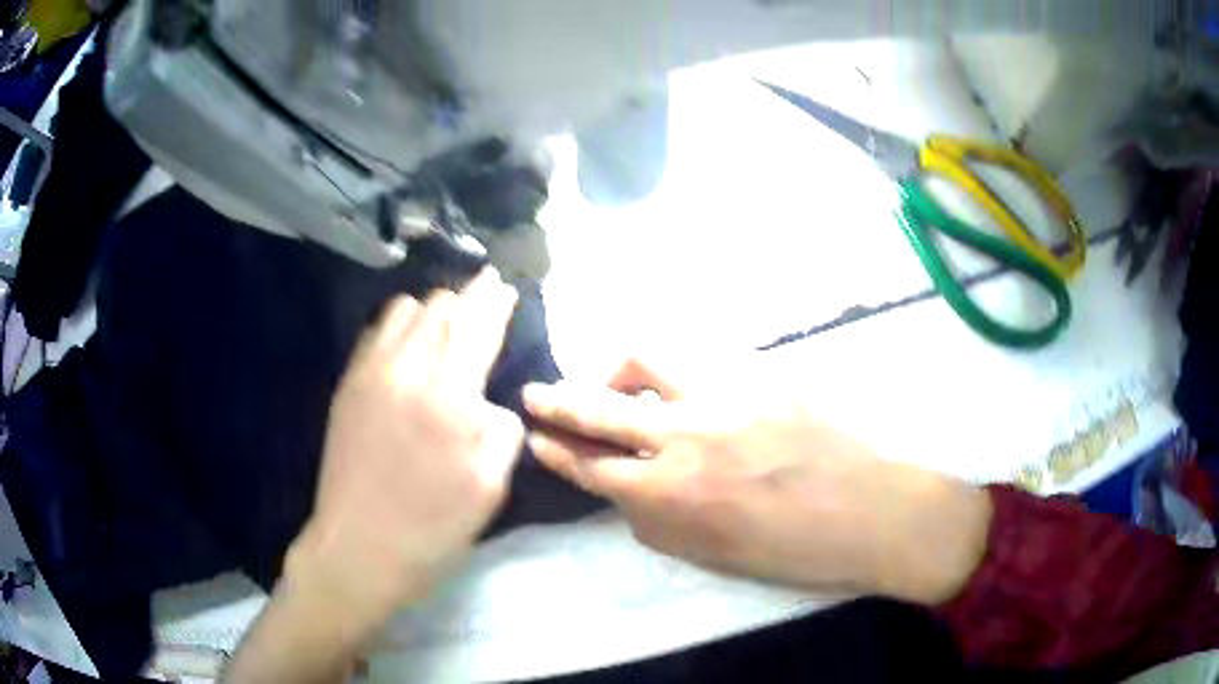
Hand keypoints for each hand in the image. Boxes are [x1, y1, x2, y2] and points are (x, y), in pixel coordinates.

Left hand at [287, 267, 524, 641]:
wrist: (360, 548)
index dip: (494, 299)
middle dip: (467, 301)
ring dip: (432, 311)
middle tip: (482, 311)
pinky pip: (376, 331)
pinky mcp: (347, 384)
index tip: (504, 285)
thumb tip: (489, 399)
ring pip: (404, 309)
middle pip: (440, 306)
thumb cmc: (434, 526)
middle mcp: (406, 369)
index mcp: (449, 396)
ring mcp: (369, 372)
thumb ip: (503, 427)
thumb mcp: (492, 485)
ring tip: (445, 331)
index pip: (476, 324)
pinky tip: (408, 349)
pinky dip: (399, 327)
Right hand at [522, 359, 991, 604]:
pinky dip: (677, 372)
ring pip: (647, 359)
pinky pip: (701, 360)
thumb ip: (657, 521)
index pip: (593, 464)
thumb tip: (628, 491)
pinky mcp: (761, 372)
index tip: (538, 437)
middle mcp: (687, 436)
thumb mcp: (711, 556)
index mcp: (674, 494)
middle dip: (558, 400)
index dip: (558, 449)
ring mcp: (725, 395)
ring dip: (619, 371)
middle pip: (601, 408)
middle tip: (536, 395)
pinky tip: (687, 388)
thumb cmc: (793, 551)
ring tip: (619, 384)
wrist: (872, 511)